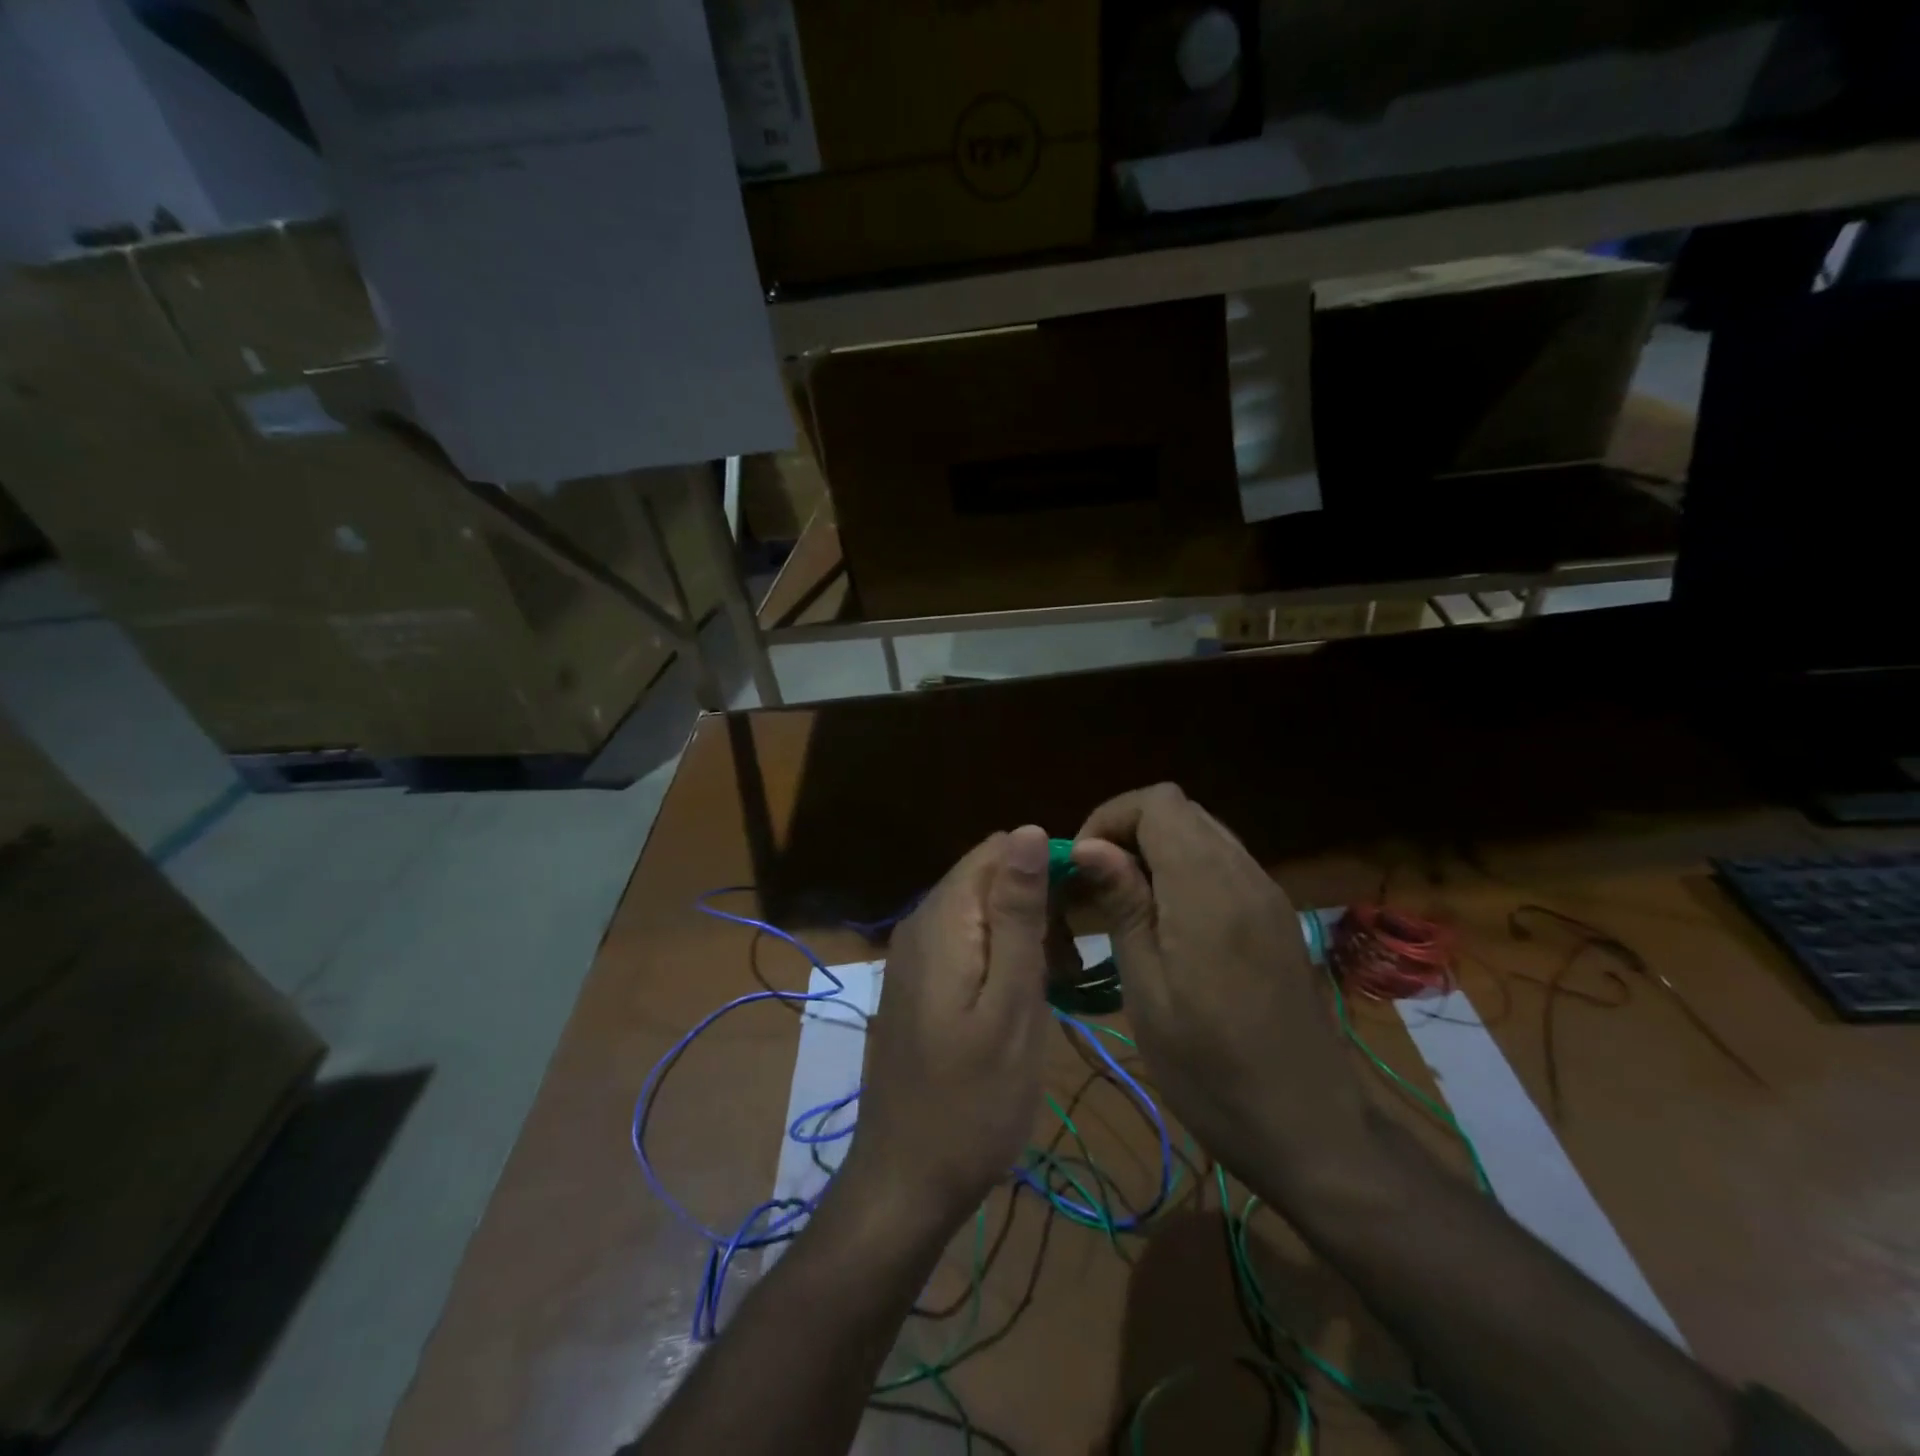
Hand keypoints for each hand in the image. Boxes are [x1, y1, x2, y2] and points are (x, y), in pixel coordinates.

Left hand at [843, 825, 1053, 1234]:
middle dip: (1037, 901)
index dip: (1047, 868)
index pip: (1000, 849)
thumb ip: (1017, 914)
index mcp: (944, 917)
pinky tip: (1024, 995)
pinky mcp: (918, 979)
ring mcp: (914, 952)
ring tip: (1056, 983)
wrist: (906, 1179)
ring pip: (981, 908)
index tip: (1084, 915)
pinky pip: (967, 939)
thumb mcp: (1011, 1003)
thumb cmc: (973, 1100)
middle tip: (1070, 963)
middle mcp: (921, 921)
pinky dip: (1001, 953)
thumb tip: (1028, 831)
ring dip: (1023, 930)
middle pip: (989, 875)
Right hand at [1071, 785, 1373, 1202]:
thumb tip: (1089, 845)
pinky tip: (1166, 921)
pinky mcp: (1276, 916)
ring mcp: (1268, 894)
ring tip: (1123, 902)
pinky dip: (1185, 868)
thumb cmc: (1211, 1070)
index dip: (1110, 818)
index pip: (1158, 803)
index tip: (1082, 866)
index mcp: (1209, 889)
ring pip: (1203, 832)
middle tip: (1096, 885)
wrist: (1310, 1129)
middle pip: (1181, 809)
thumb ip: (1123, 905)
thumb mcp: (1148, 990)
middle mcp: (1245, 875)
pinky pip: (1223, 862)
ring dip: (1156, 849)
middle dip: (1128, 831)